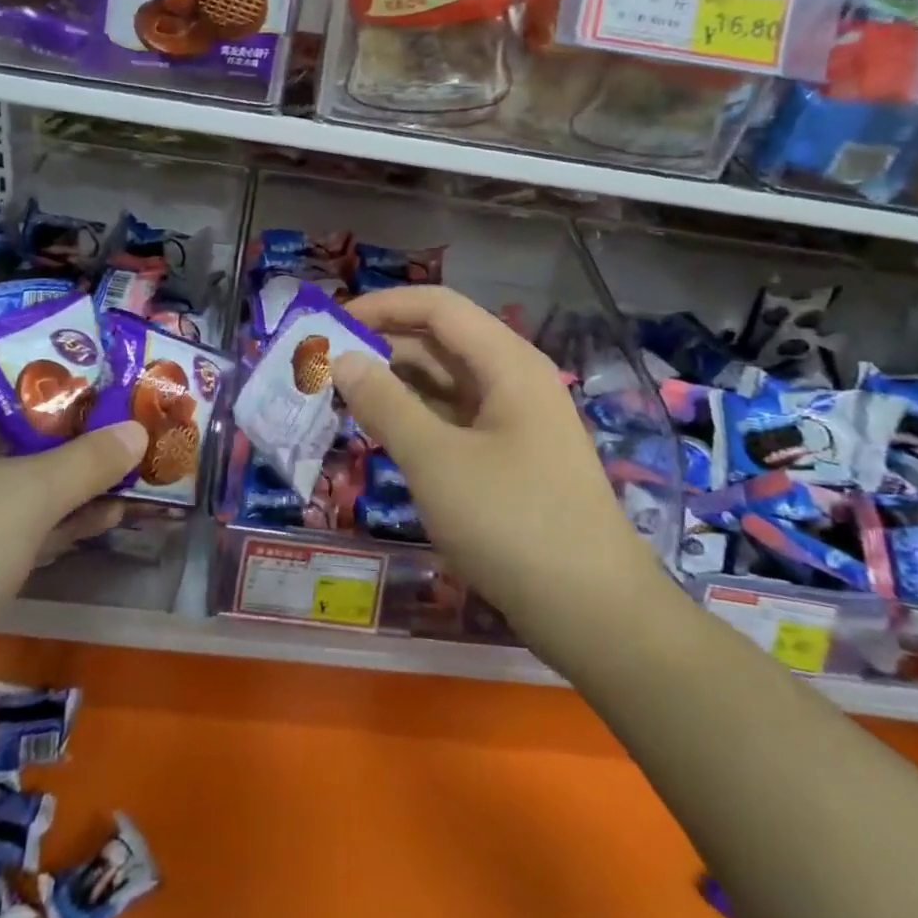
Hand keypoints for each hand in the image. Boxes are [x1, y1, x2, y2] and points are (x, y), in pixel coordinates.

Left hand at [0, 347, 145, 750]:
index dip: (25, 351)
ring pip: (3, 480)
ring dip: (64, 475)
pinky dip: (47, 522)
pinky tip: (103, 519)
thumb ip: (86, 461)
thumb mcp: (20, 498)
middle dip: (63, 419)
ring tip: (130, 464)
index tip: (85, 354)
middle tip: (125, 408)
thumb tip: (138, 430)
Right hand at [332, 287, 659, 651]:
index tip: (330, 324)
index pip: (437, 307)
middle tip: (324, 368)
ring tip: (343, 398)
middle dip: (383, 347)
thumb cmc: (512, 522)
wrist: (593, 610)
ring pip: (447, 382)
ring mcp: (515, 419)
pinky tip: (383, 432)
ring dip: (397, 384)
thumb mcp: (436, 460)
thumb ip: (385, 403)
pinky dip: (417, 418)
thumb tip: (342, 359)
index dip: (382, 306)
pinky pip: (456, 419)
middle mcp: (514, 378)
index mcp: (507, 362)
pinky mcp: (511, 456)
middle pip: (441, 341)